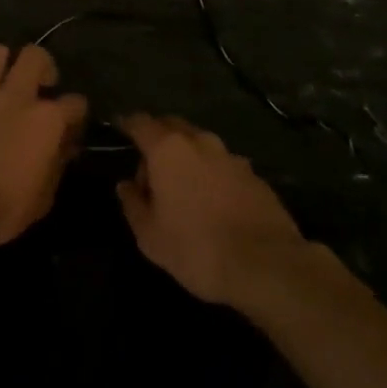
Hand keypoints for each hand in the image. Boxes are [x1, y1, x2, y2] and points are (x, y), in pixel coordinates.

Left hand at [0, 43, 87, 248]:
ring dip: (1, 64)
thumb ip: (56, 164)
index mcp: (47, 119)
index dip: (76, 113)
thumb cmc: (4, 207)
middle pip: (35, 55)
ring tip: (1, 82)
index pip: (76, 102)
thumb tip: (64, 148)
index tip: (72, 125)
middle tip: (39, 84)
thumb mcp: (43, 197)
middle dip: (42, 65)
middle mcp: (17, 96)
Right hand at [115, 114, 307, 306]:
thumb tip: (126, 185)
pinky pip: (223, 165)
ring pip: (200, 145)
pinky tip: (213, 202)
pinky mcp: (254, 175)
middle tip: (150, 167)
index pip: (141, 123)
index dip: (128, 123)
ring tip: (183, 187)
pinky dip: (212, 174)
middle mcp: (200, 142)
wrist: (266, 264)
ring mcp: (231, 156)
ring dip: (187, 157)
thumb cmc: (196, 248)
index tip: (120, 127)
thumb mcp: (150, 236)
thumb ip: (133, 204)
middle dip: (158, 138)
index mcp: (168, 149)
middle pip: (172, 126)